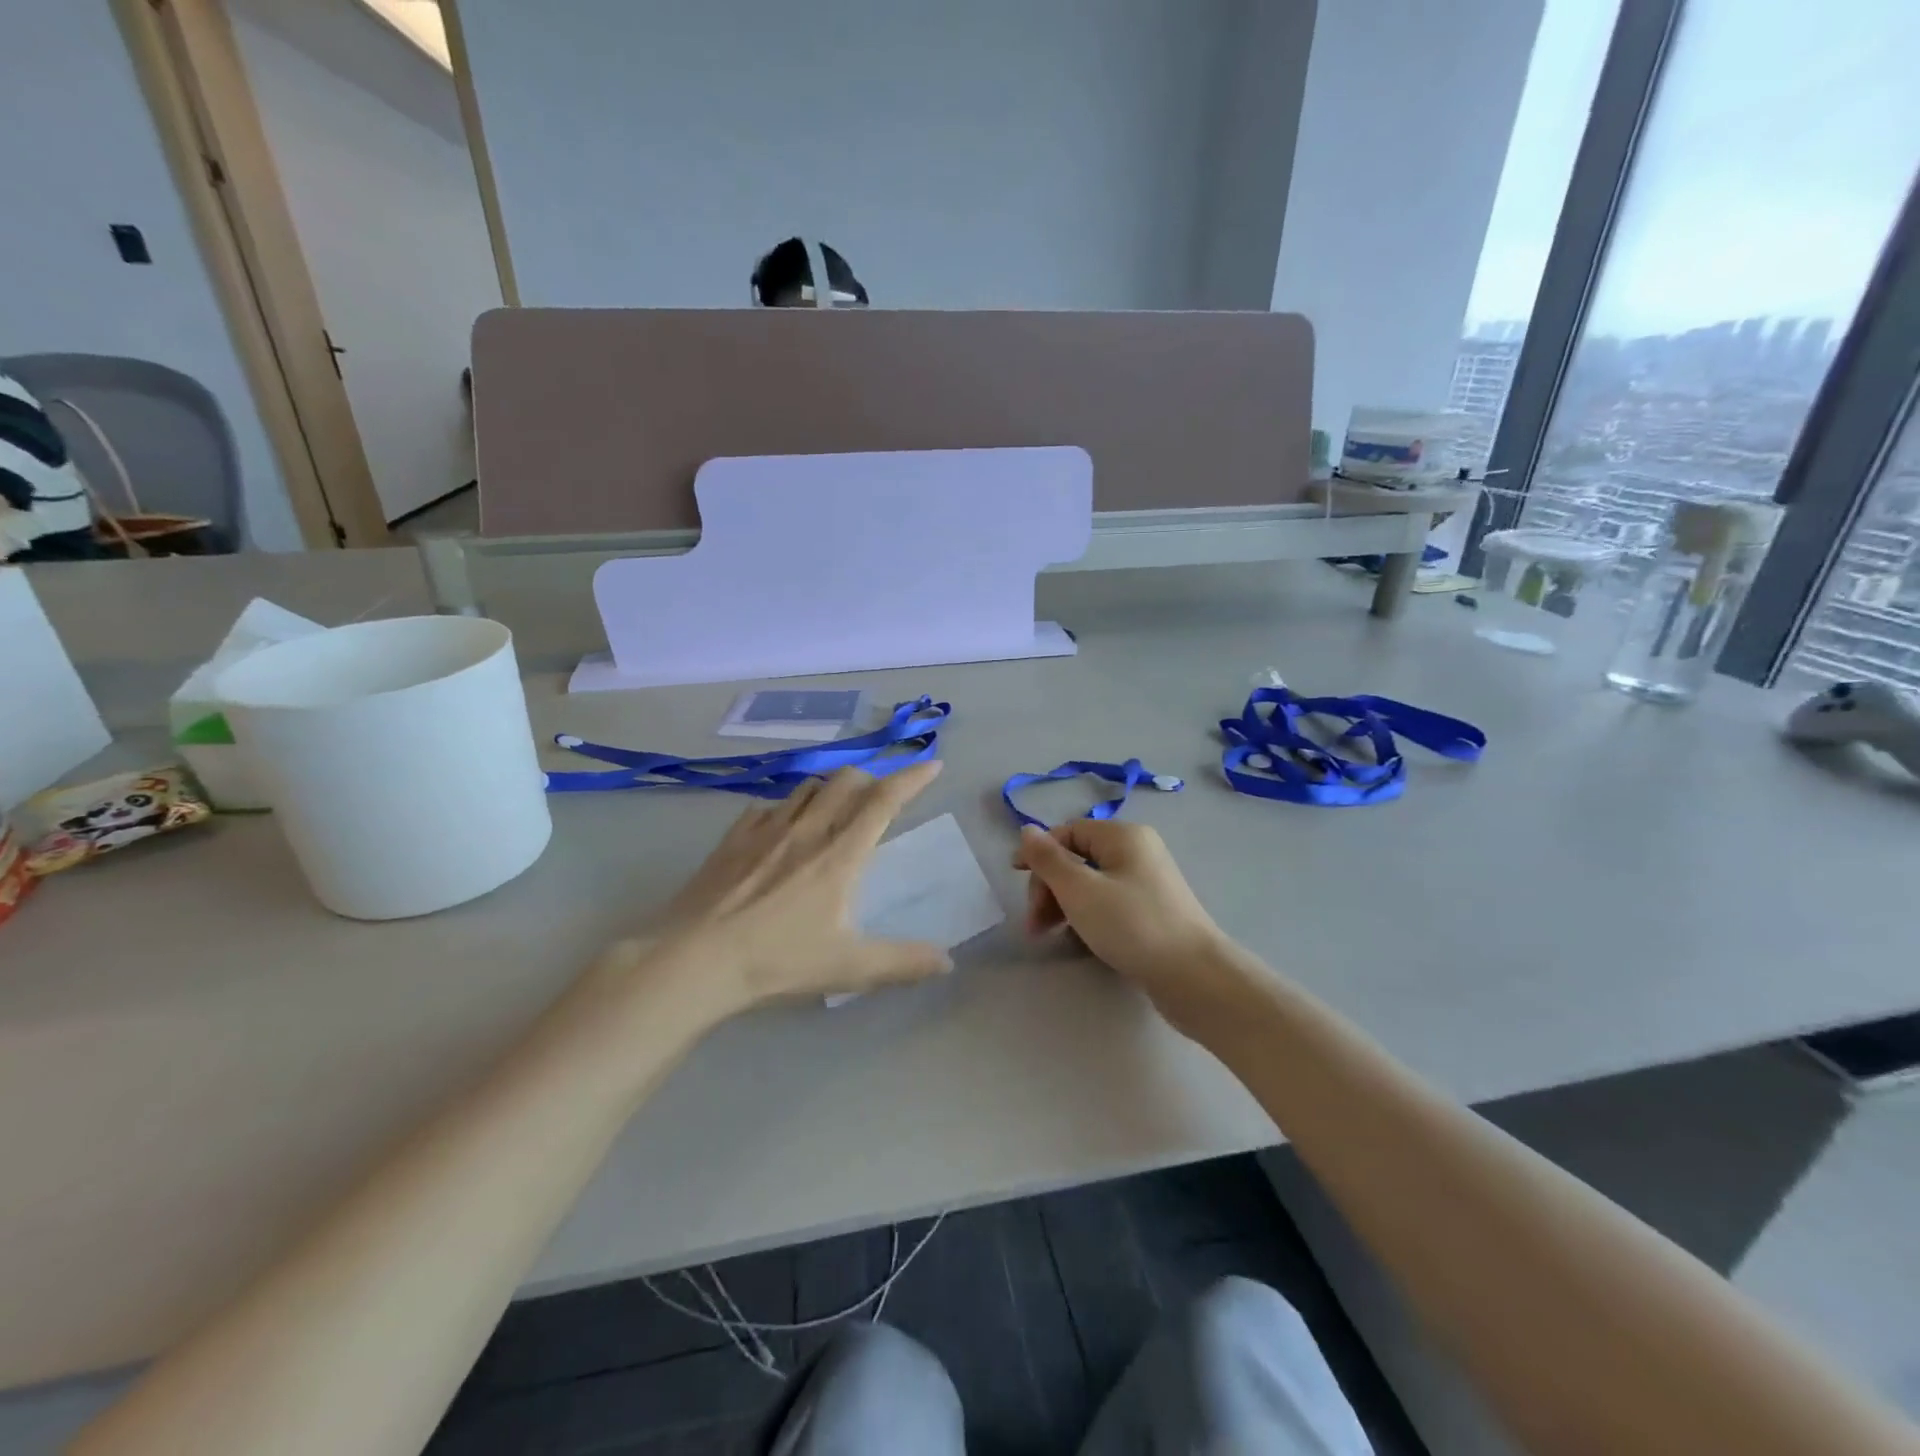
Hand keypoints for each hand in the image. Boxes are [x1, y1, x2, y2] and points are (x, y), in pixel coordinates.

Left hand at [628, 762, 952, 1018]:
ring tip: (836, 807)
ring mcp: (766, 829)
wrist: (693, 959)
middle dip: (871, 779)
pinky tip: (782, 827)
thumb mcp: (848, 968)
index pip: (884, 801)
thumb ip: (902, 962)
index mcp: (840, 855)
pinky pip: (768, 806)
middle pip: (846, 780)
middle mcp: (806, 830)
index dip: (912, 778)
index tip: (933, 765)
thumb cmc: (776, 961)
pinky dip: (787, 807)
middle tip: (881, 797)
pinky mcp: (733, 838)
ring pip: (808, 786)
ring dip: (830, 788)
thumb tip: (948, 962)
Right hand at [1013, 820, 1246, 1035]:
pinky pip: (1108, 904)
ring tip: (1049, 936)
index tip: (1013, 878)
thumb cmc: (1132, 925)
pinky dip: (1087, 917)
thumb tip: (1026, 830)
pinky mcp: (1152, 912)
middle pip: (1077, 858)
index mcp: (1123, 836)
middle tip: (1035, 923)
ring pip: (1091, 884)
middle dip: (1049, 886)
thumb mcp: (1080, 890)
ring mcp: (1147, 883)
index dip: (1038, 852)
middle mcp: (1137, 852)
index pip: (1067, 832)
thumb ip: (1048, 859)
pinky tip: (1078, 941)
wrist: (1194, 977)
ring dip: (1063, 905)